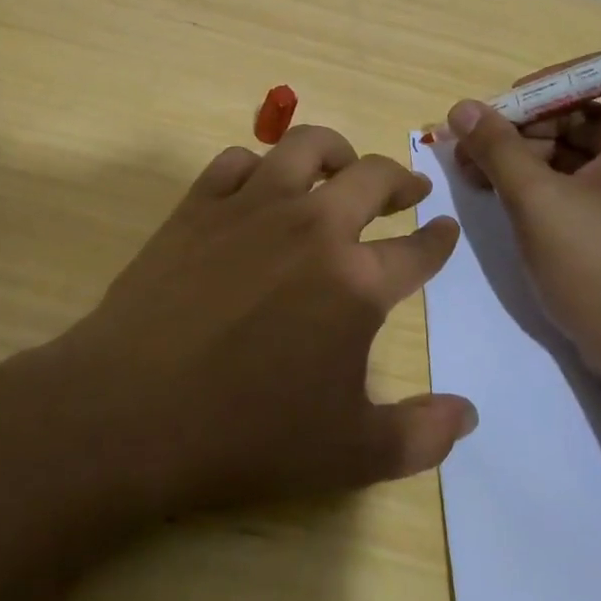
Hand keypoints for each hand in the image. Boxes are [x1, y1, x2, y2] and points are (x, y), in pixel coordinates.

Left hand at [50, 127, 474, 515]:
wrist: (131, 411)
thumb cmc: (246, 434)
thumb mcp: (350, 454)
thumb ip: (421, 435)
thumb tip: (468, 414)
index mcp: (357, 281)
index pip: (419, 250)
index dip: (439, 240)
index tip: (445, 228)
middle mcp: (314, 226)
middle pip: (373, 177)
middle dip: (401, 179)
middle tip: (408, 189)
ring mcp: (253, 206)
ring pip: (306, 146)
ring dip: (336, 150)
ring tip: (342, 167)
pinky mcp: (199, 204)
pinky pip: (237, 160)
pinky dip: (258, 166)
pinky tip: (260, 185)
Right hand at [446, 76, 600, 383]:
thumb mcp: (538, 203)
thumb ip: (498, 148)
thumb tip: (462, 108)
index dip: (561, 78)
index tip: (515, 100)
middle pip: (586, 112)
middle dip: (528, 123)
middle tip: (477, 143)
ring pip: (577, 149)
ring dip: (526, 153)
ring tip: (474, 173)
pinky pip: (581, 182)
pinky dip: (542, 182)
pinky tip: (499, 194)